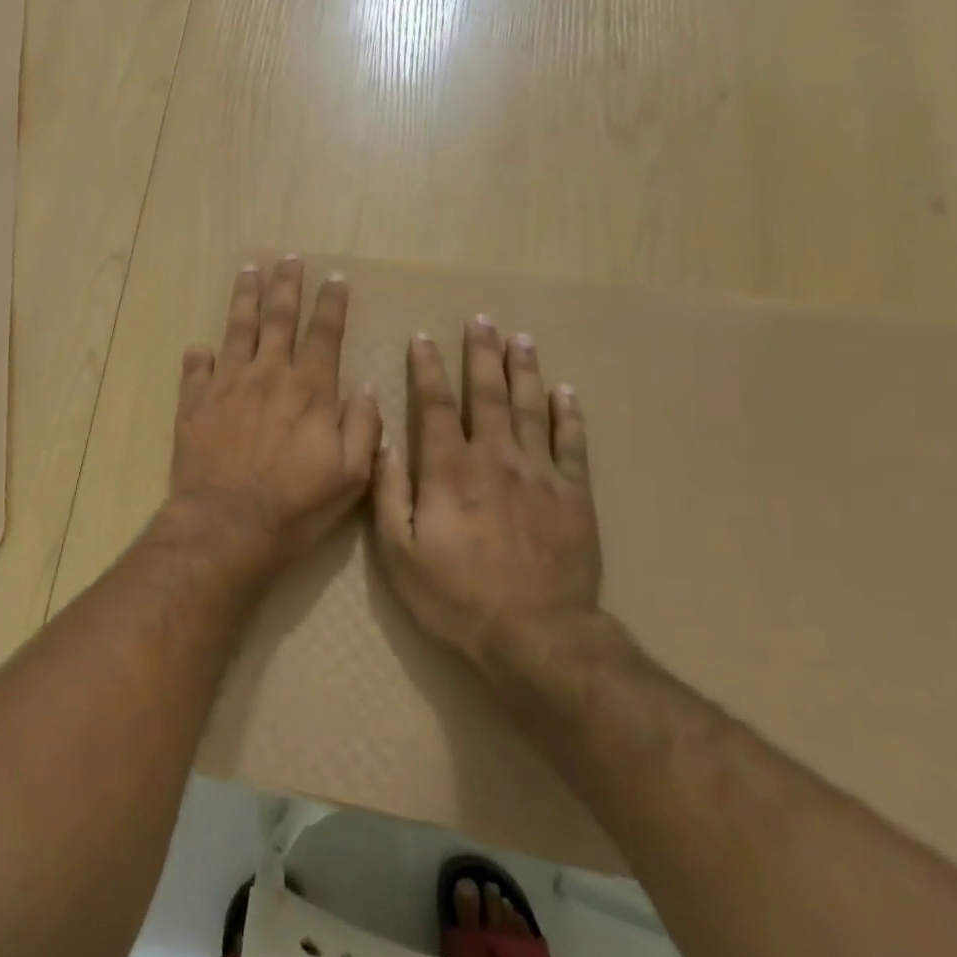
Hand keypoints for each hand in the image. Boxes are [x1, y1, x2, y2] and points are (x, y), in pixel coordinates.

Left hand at [168, 258, 382, 570]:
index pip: (325, 333)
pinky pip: (196, 369)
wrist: (226, 524)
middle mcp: (268, 375)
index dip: (331, 303)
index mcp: (309, 389)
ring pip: (237, 329)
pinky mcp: (194, 404)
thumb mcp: (351, 476)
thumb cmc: (295, 505)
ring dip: (245, 298)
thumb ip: (363, 427)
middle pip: (279, 318)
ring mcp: (227, 385)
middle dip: (286, 285)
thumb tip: (367, 388)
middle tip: (289, 258)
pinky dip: (199, 355)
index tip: (335, 278)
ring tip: (249, 270)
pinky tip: (201, 345)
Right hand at [371, 320, 604, 667]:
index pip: (434, 405)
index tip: (422, 338)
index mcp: (448, 470)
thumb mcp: (399, 552)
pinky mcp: (574, 495)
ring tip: (521, 339)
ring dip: (524, 371)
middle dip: (481, 355)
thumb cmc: (455, 596)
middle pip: (486, 395)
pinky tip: (566, 392)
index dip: (426, 369)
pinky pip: (572, 445)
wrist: (535, 636)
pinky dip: (569, 415)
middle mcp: (495, 459)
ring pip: (531, 409)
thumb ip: (389, 492)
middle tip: (481, 320)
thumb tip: (382, 441)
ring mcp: (540, 474)